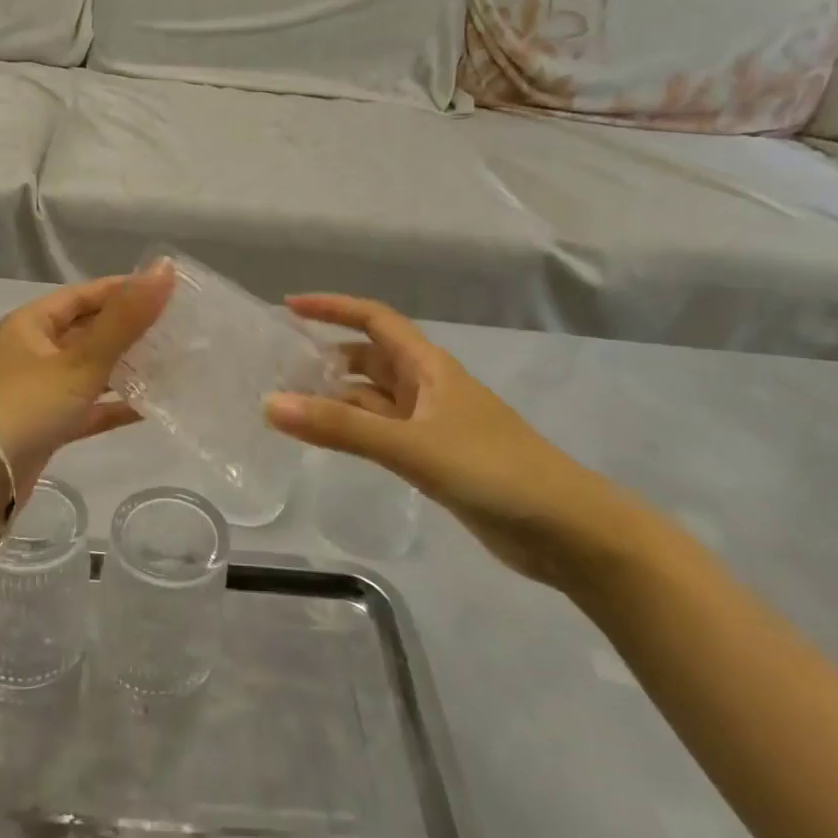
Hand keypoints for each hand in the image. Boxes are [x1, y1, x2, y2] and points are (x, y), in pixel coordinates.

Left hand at [0, 264, 176, 498]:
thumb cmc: (27, 405)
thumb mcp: (81, 359)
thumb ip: (126, 318)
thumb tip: (165, 267)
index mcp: (32, 324)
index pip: (85, 295)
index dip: (124, 290)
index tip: (168, 292)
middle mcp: (33, 351)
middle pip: (88, 331)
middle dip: (130, 331)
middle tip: (177, 329)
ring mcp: (38, 390)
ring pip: (89, 370)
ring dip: (125, 368)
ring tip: (170, 364)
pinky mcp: (46, 425)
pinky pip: (86, 407)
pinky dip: (113, 406)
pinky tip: (149, 407)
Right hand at [265, 294, 639, 586]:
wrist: (567, 530)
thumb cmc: (493, 470)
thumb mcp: (411, 445)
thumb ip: (341, 427)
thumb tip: (271, 405)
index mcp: (428, 366)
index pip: (374, 319)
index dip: (333, 308)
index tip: (289, 307)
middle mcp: (428, 387)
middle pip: (369, 358)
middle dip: (326, 356)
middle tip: (278, 368)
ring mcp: (432, 424)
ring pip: (374, 398)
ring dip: (337, 398)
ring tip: (289, 406)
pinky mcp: (435, 458)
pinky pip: (382, 432)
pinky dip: (354, 430)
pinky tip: (328, 442)